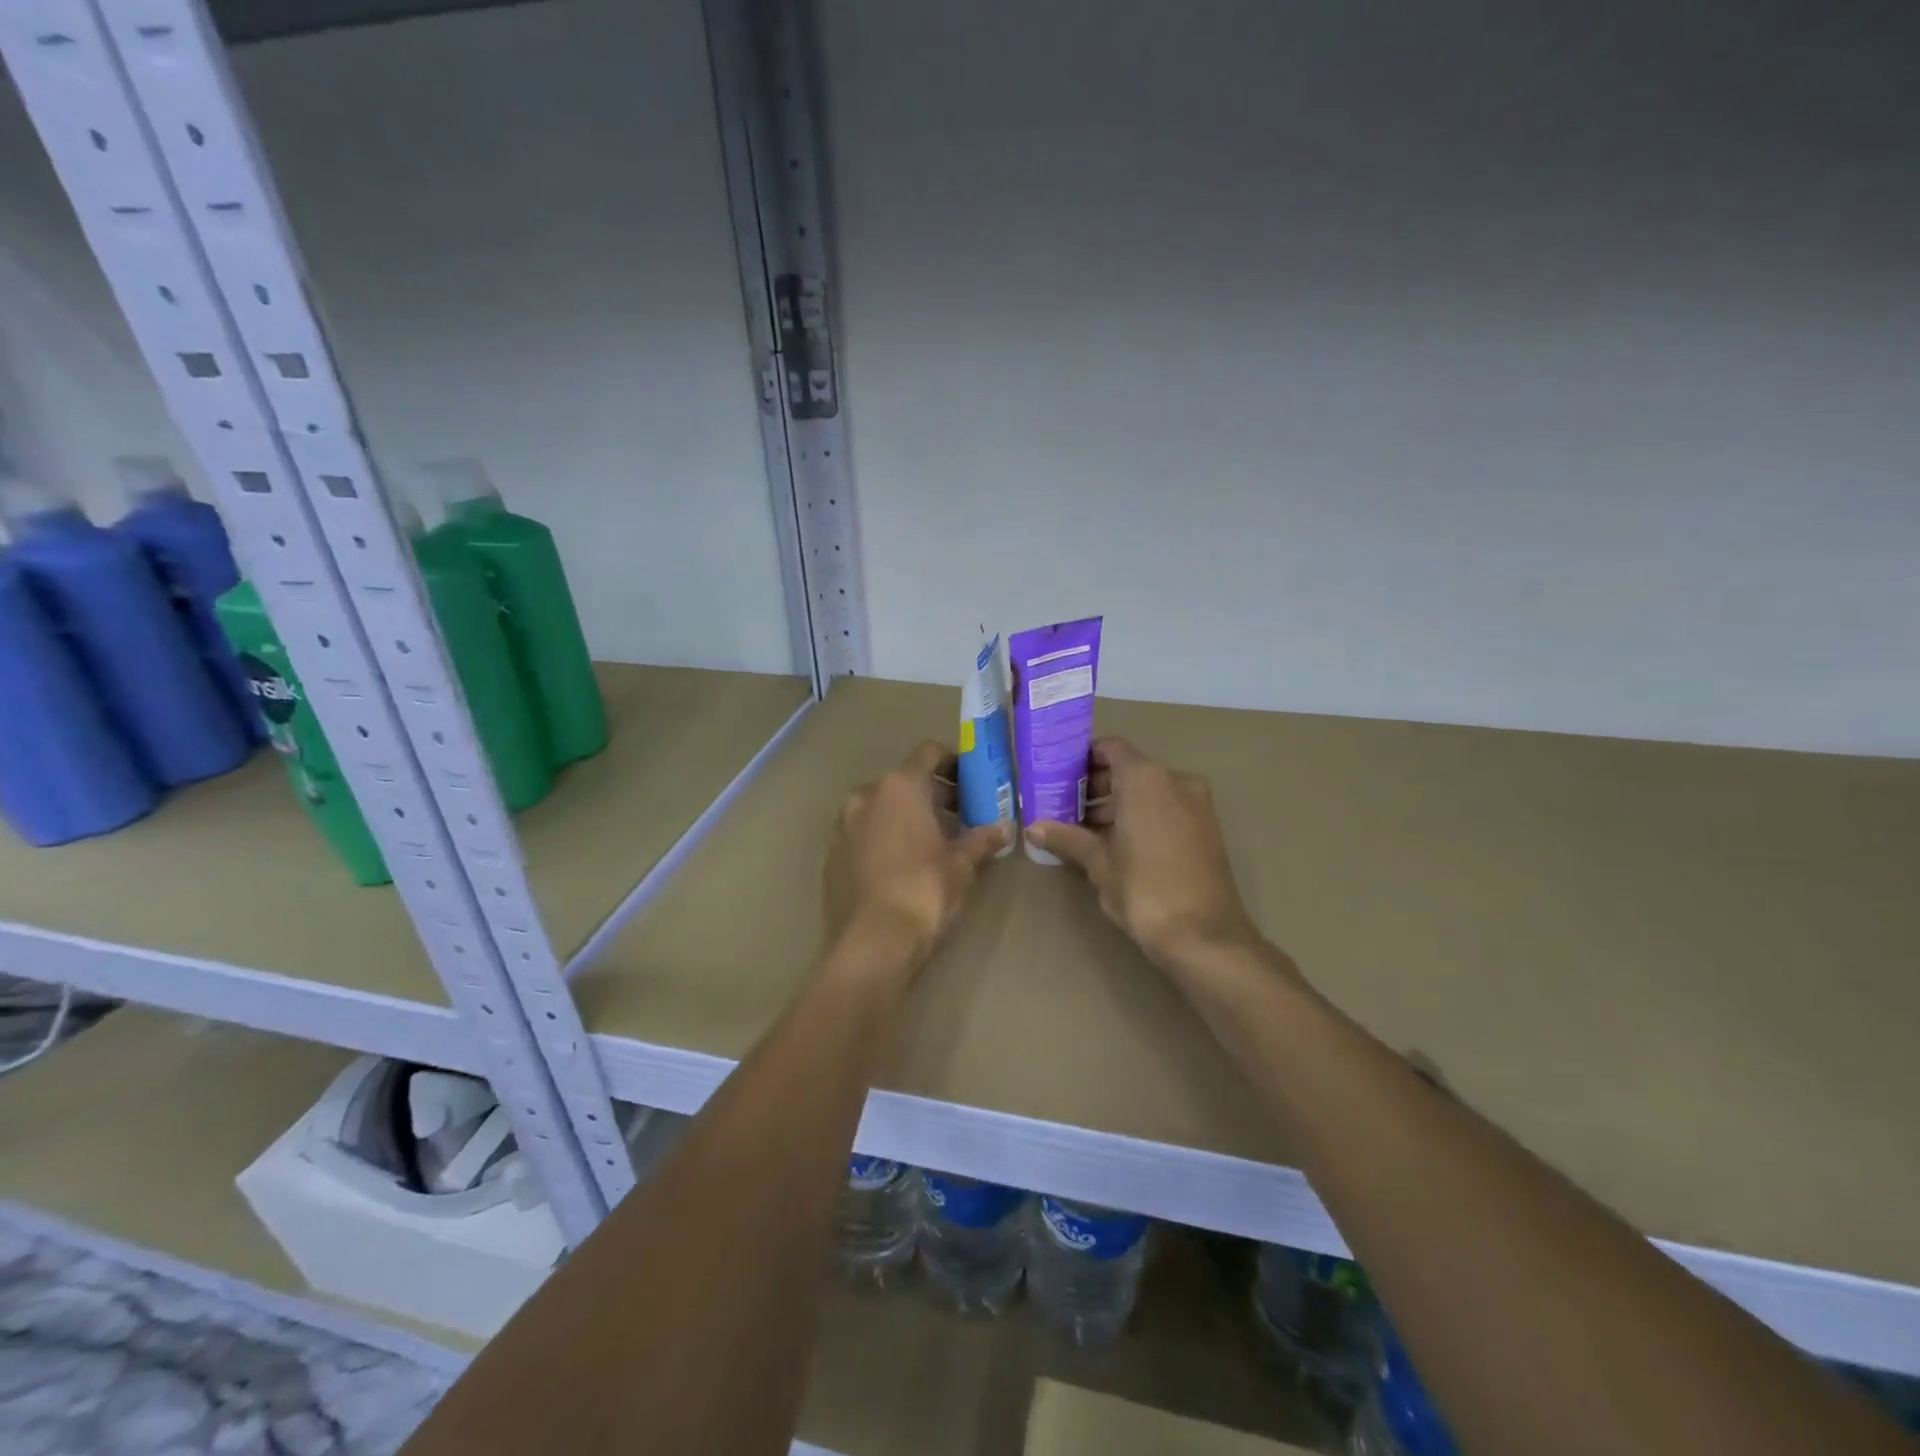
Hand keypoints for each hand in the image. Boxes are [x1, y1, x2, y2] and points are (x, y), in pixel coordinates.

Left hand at [823, 740, 1009, 965]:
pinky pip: (862, 833)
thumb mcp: (961, 865)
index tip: (970, 781)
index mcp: (899, 787)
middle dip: (931, 793)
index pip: (928, 753)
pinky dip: (882, 837)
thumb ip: (981, 840)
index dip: (952, 762)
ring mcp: (843, 825)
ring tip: (930, 841)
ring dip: (904, 815)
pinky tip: (900, 864)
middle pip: (903, 780)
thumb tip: (1004, 828)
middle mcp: (866, 795)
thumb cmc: (923, 891)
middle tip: (958, 815)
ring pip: (880, 807)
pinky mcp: (831, 854)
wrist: (872, 941)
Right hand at [1027, 738, 1263, 972]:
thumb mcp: (1099, 863)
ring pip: (1149, 790)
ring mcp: (1196, 805)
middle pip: (1129, 769)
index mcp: (1146, 778)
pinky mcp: (1206, 829)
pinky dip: (1141, 816)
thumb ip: (1068, 838)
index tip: (1058, 775)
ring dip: (1118, 803)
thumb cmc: (1144, 890)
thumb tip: (1034, 828)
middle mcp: (1175, 781)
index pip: (1111, 748)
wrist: (1205, 936)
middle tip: (1064, 806)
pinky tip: (1116, 844)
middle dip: (1096, 785)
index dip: (1083, 758)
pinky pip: (1166, 808)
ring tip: (1084, 830)